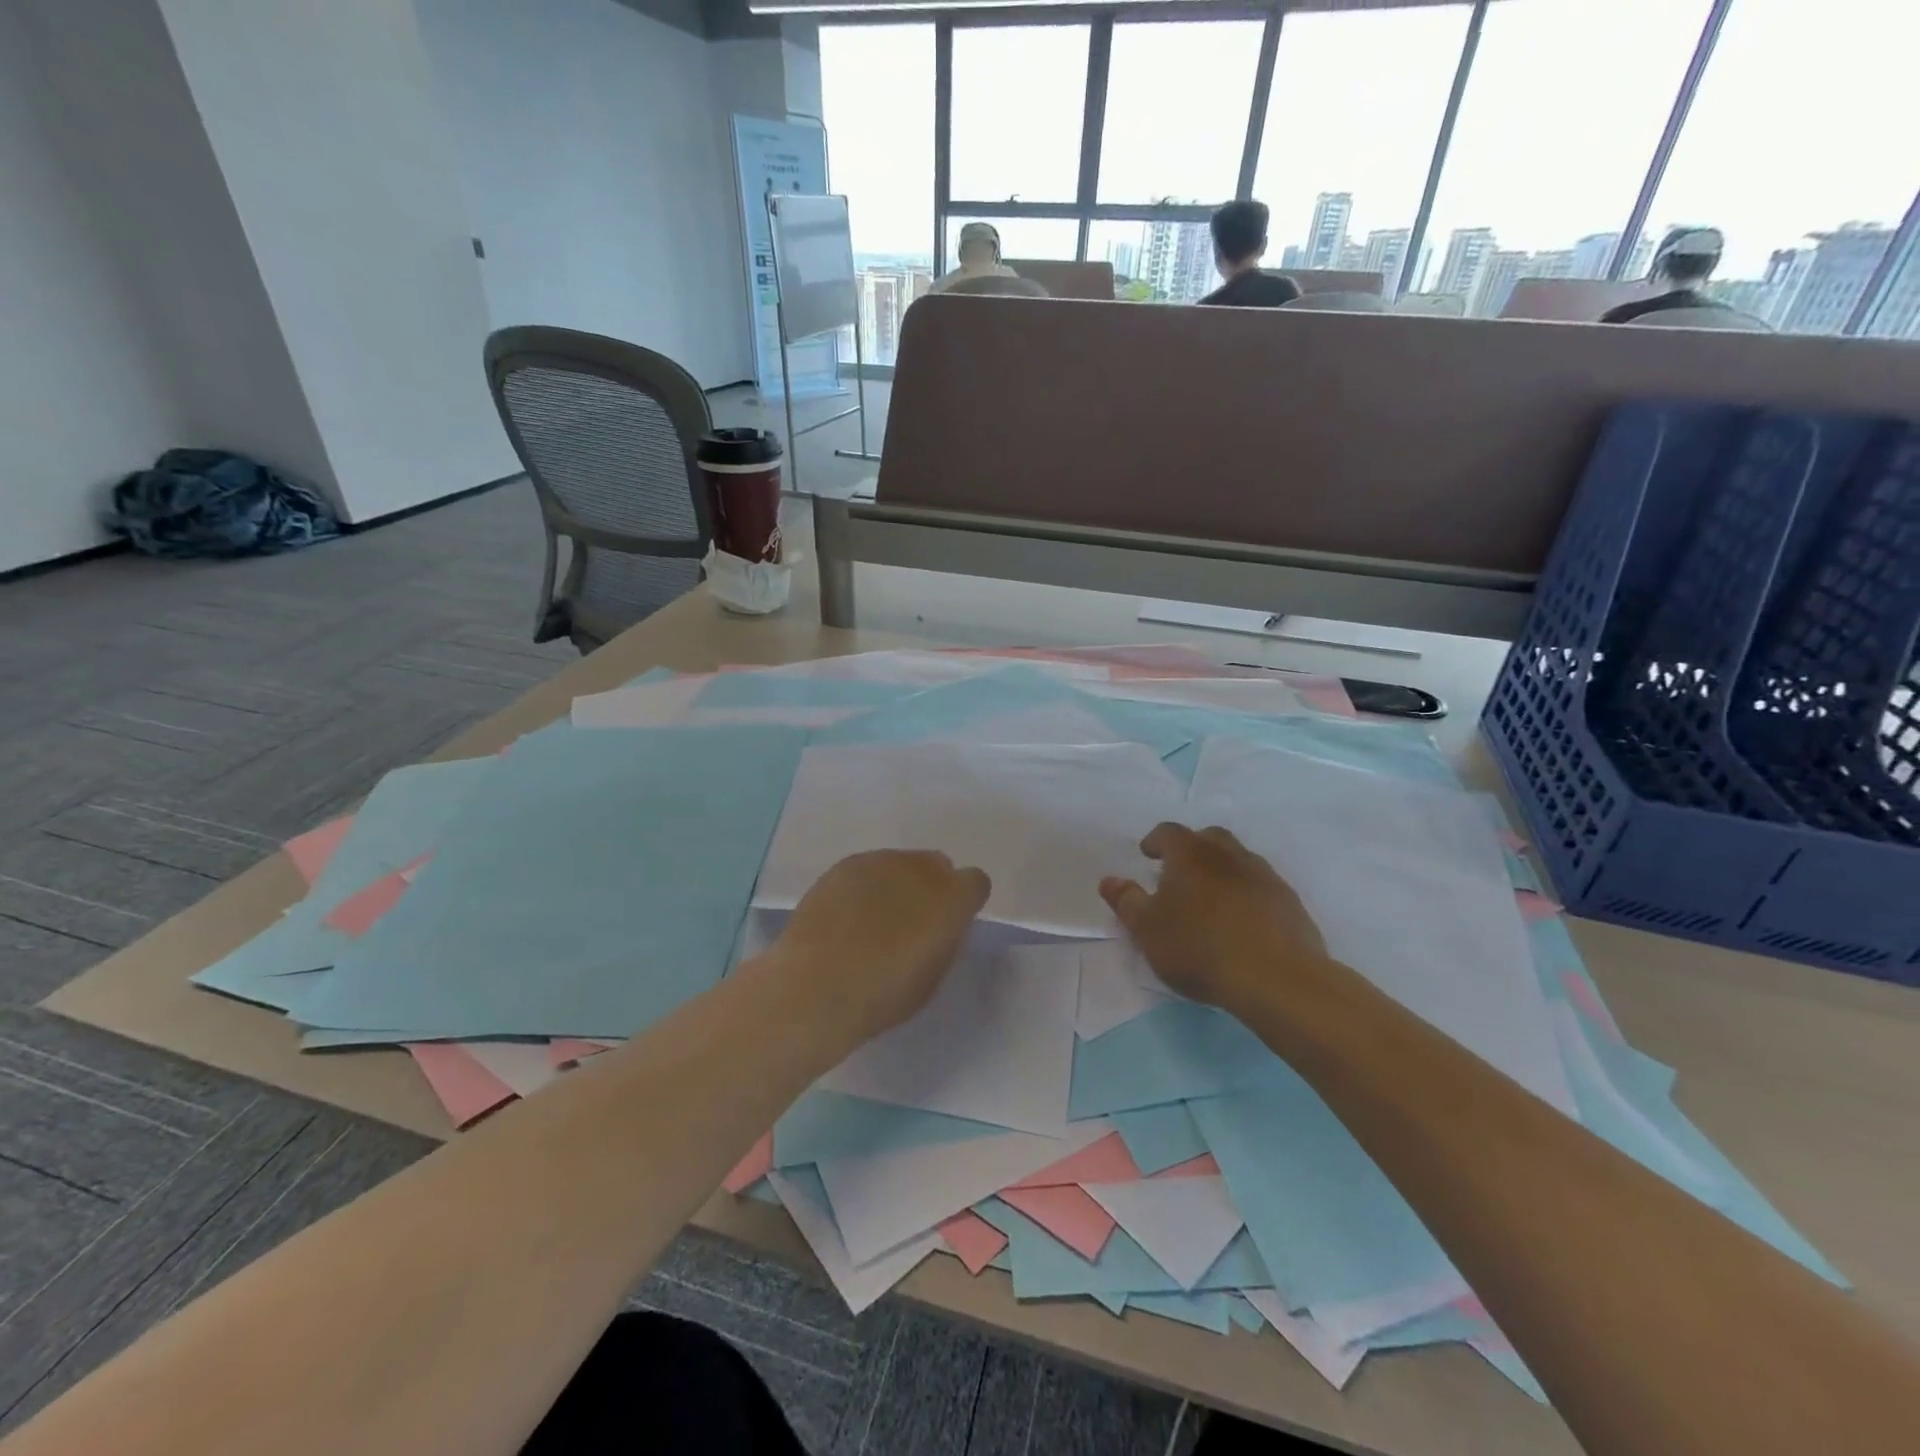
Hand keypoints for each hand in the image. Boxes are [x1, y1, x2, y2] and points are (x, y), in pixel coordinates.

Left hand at [765, 850, 990, 1051]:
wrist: (817, 986)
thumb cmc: (883, 994)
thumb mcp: (932, 976)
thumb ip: (944, 939)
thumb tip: (939, 925)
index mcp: (953, 898)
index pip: (975, 882)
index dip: (964, 902)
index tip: (949, 924)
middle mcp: (921, 868)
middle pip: (937, 865)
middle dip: (931, 888)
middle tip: (910, 922)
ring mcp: (880, 861)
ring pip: (900, 864)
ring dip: (896, 885)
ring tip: (872, 921)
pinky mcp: (845, 864)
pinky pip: (867, 869)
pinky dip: (864, 887)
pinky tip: (846, 916)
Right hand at [1100, 823, 1328, 1015]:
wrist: (1276, 978)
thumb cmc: (1199, 948)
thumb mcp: (1147, 929)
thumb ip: (1127, 901)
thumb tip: (1109, 880)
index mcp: (1191, 854)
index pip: (1169, 832)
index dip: (1155, 841)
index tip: (1147, 854)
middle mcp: (1229, 855)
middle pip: (1209, 837)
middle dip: (1192, 848)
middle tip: (1179, 872)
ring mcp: (1264, 876)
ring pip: (1239, 860)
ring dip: (1222, 870)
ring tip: (1210, 898)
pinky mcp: (1289, 902)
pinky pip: (1261, 886)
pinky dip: (1247, 893)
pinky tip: (1242, 920)